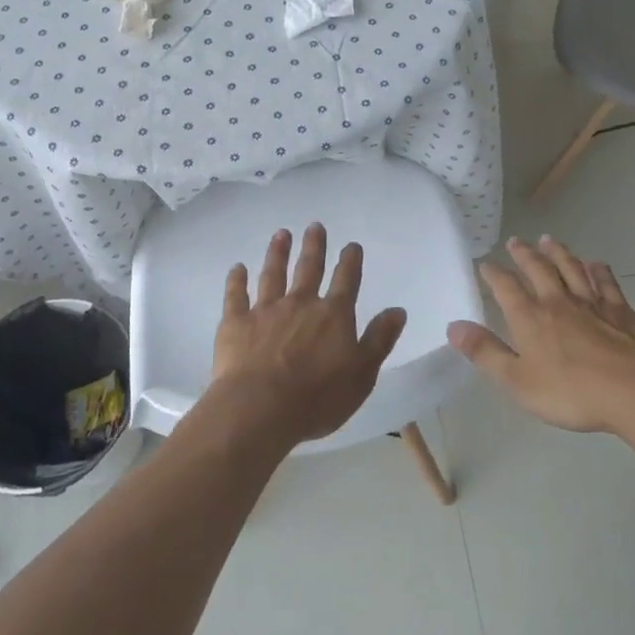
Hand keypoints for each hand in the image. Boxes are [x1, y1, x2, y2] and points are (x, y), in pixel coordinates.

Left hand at [208, 224, 407, 448]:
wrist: (260, 408)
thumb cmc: (318, 397)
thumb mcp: (362, 374)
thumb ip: (379, 339)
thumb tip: (398, 310)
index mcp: (333, 315)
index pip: (346, 281)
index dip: (350, 261)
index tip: (352, 245)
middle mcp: (300, 303)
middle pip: (309, 268)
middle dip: (314, 246)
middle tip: (315, 226)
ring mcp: (266, 310)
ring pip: (273, 274)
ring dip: (278, 253)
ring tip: (281, 234)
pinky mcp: (236, 323)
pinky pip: (236, 295)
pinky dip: (237, 280)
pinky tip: (237, 268)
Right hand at [447, 235, 634, 434]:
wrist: (633, 392)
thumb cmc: (570, 391)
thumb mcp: (517, 380)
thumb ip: (485, 352)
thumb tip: (453, 326)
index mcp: (530, 317)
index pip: (506, 287)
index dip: (493, 274)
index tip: (485, 264)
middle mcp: (557, 301)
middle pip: (538, 269)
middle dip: (524, 254)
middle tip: (515, 241)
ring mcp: (591, 302)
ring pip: (571, 268)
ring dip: (558, 252)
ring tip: (548, 240)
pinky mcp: (620, 310)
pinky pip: (605, 282)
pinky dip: (598, 270)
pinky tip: (595, 264)